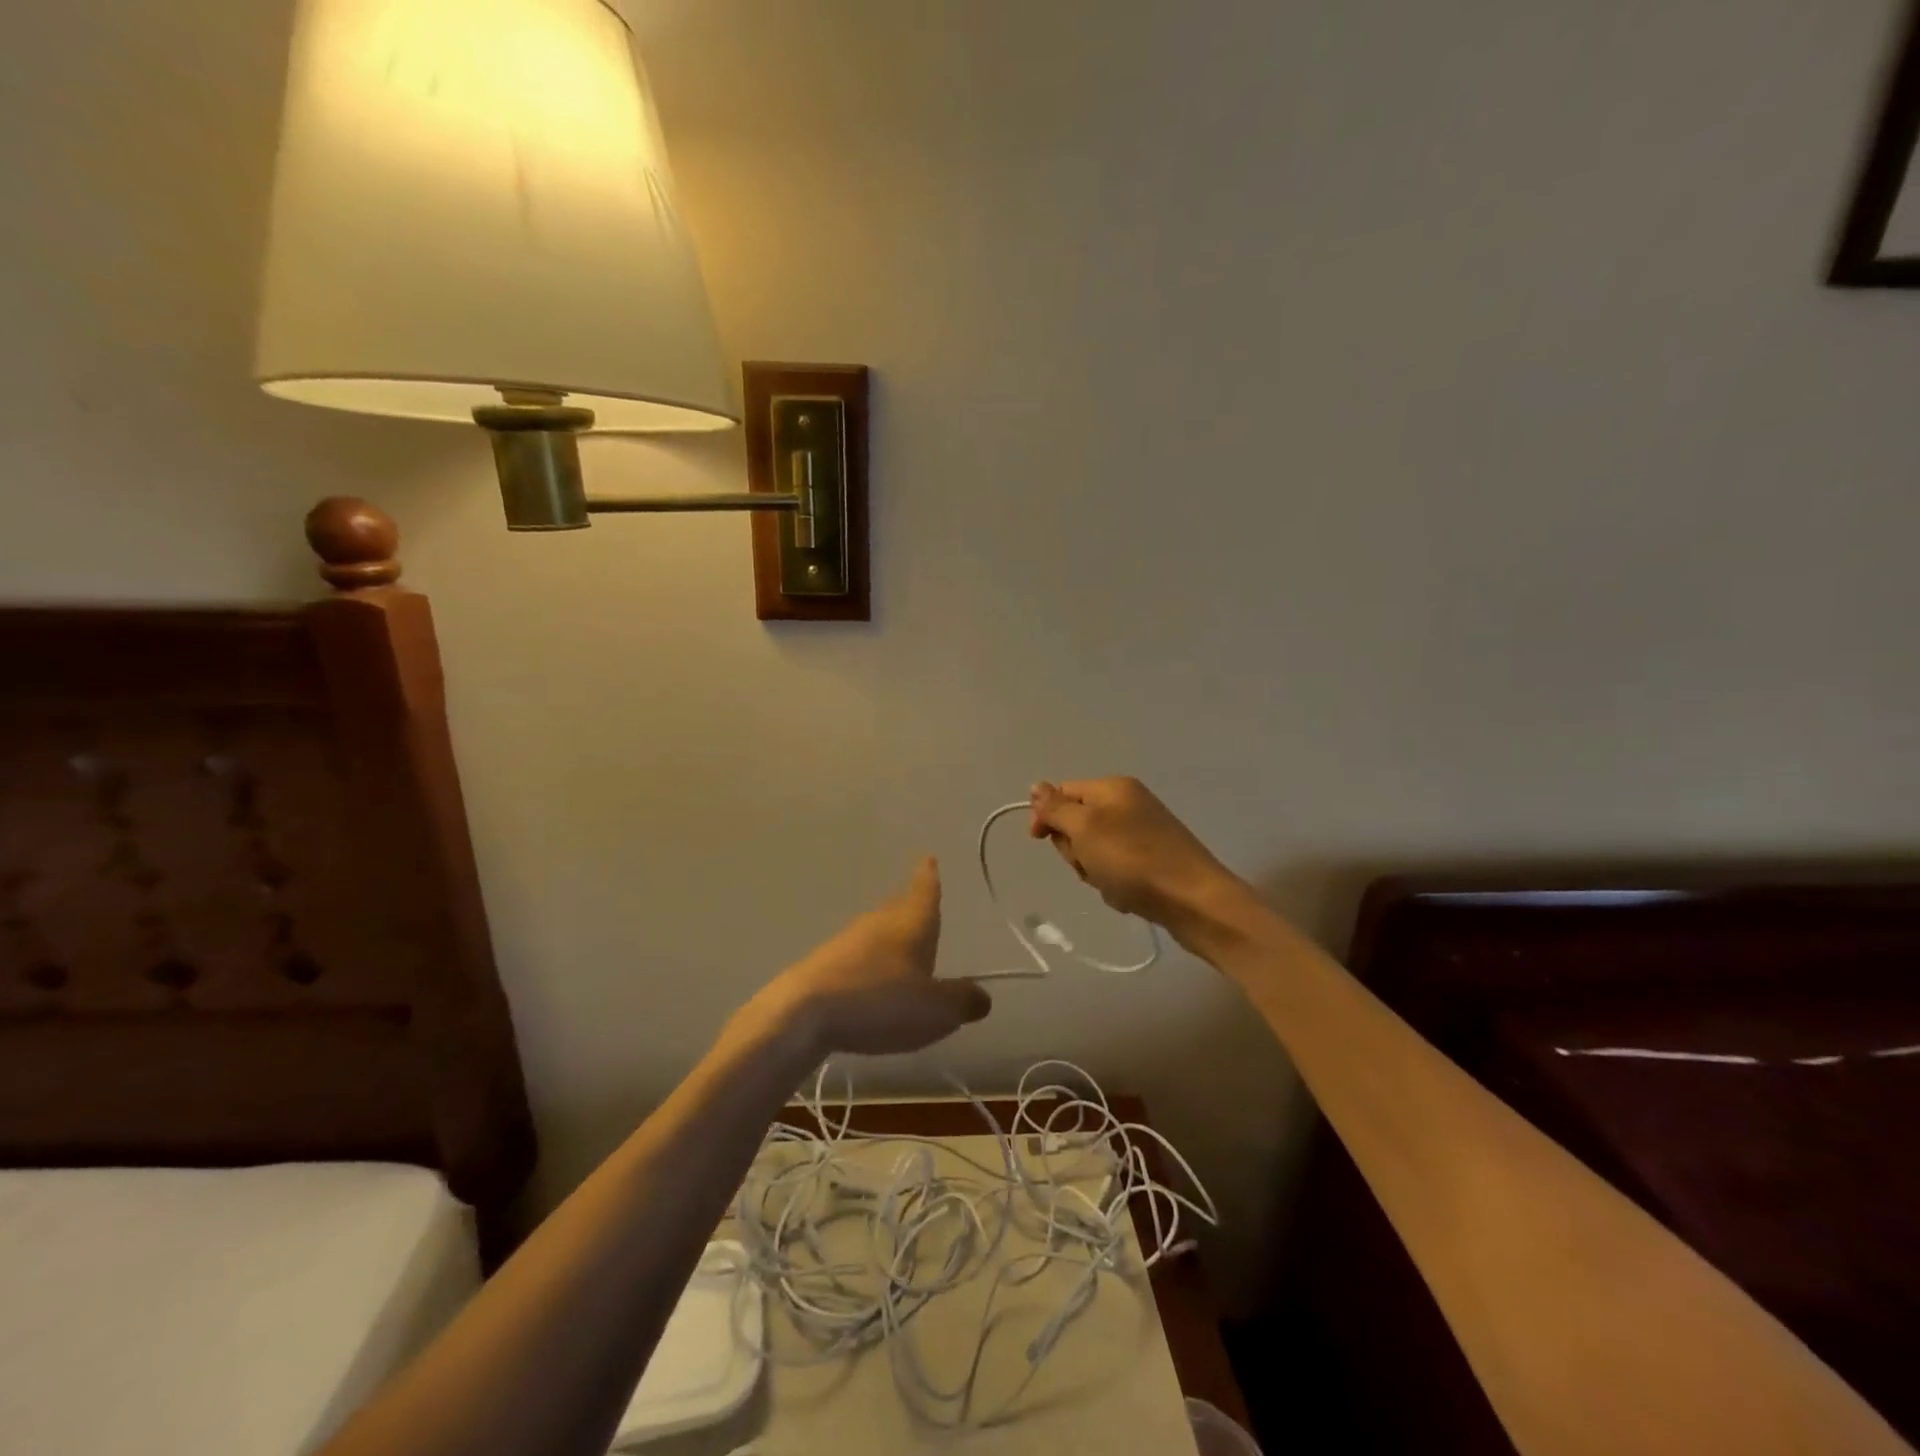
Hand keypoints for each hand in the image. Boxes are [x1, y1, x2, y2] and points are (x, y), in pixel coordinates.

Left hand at [761, 859, 990, 1057]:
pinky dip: (869, 965)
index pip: (925, 891)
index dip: (929, 876)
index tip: (928, 858)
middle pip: (899, 908)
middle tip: (921, 906)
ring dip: (890, 939)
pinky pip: (856, 958)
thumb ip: (961, 1001)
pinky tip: (870, 987)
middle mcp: (879, 923)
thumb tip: (981, 995)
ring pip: (877, 932)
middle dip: (911, 907)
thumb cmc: (880, 1001)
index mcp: (911, 923)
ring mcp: (846, 941)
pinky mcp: (823, 965)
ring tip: (902, 953)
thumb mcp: (935, 1010)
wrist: (802, 1013)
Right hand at [1029, 778, 1241, 935]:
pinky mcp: (1154, 861)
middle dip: (1075, 849)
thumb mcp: (1085, 828)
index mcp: (1113, 787)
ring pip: (1095, 851)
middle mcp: (1129, 804)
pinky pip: (1117, 869)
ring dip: (1094, 871)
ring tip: (1111, 883)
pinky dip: (1115, 884)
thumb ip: (1056, 808)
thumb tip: (1036, 786)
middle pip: (1078, 823)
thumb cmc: (1133, 860)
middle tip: (1089, 864)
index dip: (1046, 816)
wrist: (1195, 902)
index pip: (1063, 792)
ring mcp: (1144, 833)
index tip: (1038, 841)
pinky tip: (1127, 895)